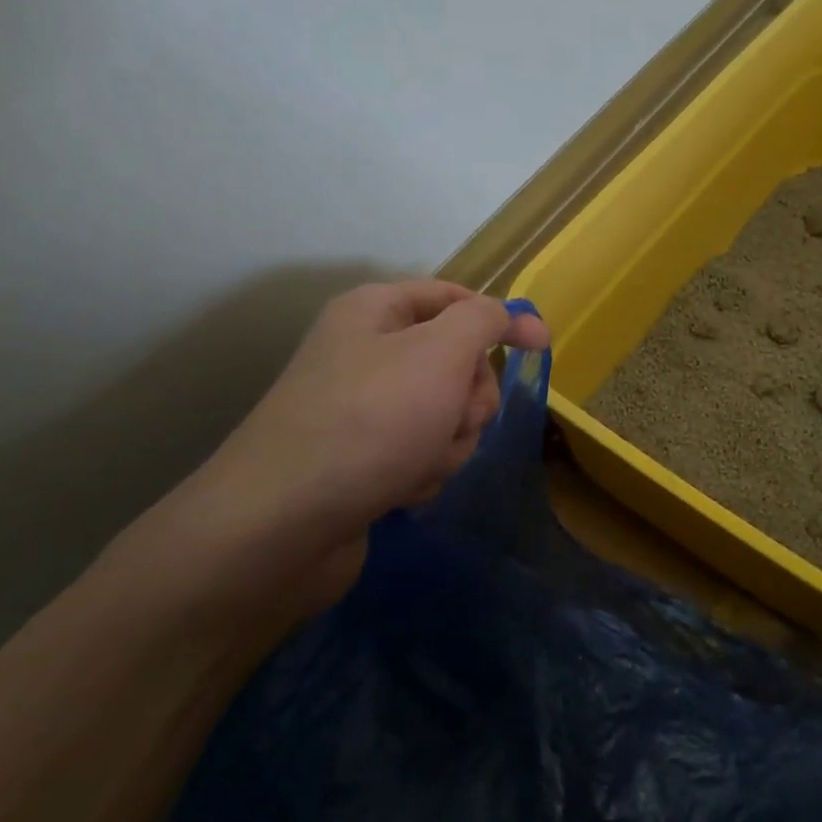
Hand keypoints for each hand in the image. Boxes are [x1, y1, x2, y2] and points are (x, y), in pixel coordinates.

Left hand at [117, 280, 549, 626]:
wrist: (280, 524)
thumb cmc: (370, 421)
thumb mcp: (441, 352)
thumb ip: (485, 321)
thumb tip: (514, 316)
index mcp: (375, 311)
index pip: (455, 297)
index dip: (500, 319)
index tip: (541, 347)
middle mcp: (366, 352)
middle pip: (456, 361)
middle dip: (468, 397)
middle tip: (454, 418)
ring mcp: (363, 409)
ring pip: (446, 413)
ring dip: (449, 440)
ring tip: (418, 462)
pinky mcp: (362, 458)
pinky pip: (421, 451)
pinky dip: (423, 469)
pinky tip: (400, 489)